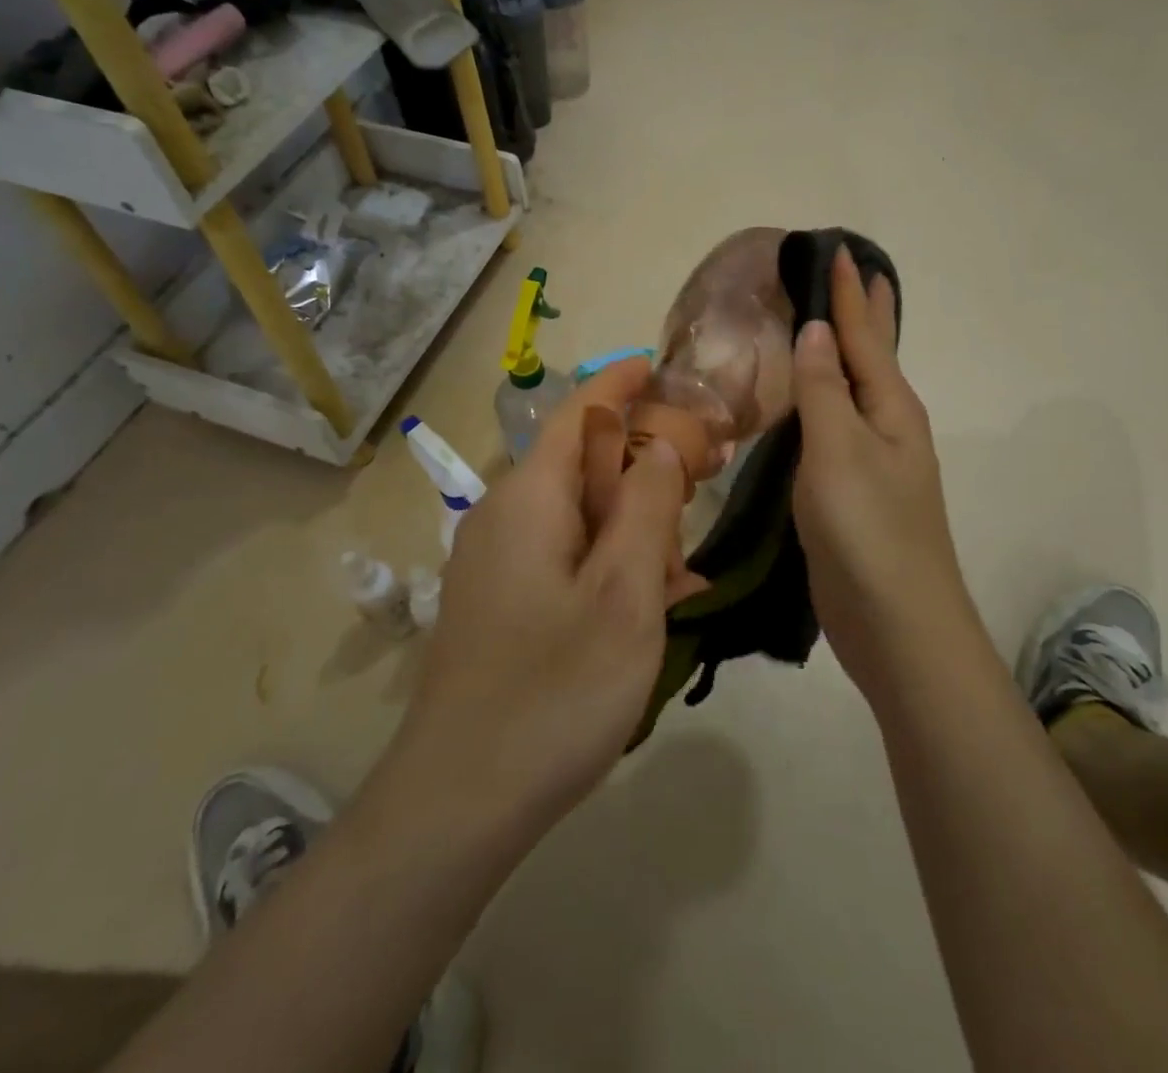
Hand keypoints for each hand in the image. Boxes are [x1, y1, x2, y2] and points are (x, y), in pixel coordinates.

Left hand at [388, 359, 703, 847]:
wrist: (458, 801)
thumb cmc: (553, 690)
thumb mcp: (624, 593)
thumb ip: (646, 507)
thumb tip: (658, 447)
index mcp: (529, 498)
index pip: (578, 412)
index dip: (622, 382)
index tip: (665, 366)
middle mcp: (504, 516)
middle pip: (581, 461)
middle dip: (644, 457)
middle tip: (709, 466)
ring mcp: (497, 562)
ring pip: (578, 512)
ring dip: (633, 516)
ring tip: (690, 549)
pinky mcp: (501, 602)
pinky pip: (564, 555)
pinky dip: (611, 558)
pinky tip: (654, 595)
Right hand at [792, 247, 972, 695]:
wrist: (895, 623)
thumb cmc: (868, 529)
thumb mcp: (840, 451)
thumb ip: (823, 389)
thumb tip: (813, 330)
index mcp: (890, 407)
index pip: (864, 335)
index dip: (848, 293)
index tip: (838, 250)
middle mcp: (887, 426)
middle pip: (872, 355)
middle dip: (860, 313)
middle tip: (849, 272)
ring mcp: (873, 461)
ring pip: (854, 391)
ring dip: (841, 354)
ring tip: (823, 325)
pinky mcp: (853, 491)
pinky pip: (837, 426)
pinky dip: (825, 399)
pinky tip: (812, 402)